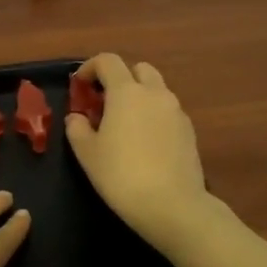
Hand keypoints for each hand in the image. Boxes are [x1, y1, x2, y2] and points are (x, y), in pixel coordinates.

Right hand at [65, 54, 213, 255]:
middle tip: (105, 102)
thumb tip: (77, 117)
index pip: (108, 61)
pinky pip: (167, 111)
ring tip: (125, 124)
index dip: (90, 67)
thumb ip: (77, 129)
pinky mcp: (189, 131)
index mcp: (127, 92)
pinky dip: (154, 115)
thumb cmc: (121, 175)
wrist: (172, 205)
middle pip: (138, 69)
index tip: (79, 84)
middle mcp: (155, 94)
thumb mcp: (87, 153)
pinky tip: (145, 142)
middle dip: (120, 78)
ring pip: (156, 90)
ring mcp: (176, 111)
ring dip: (139, 96)